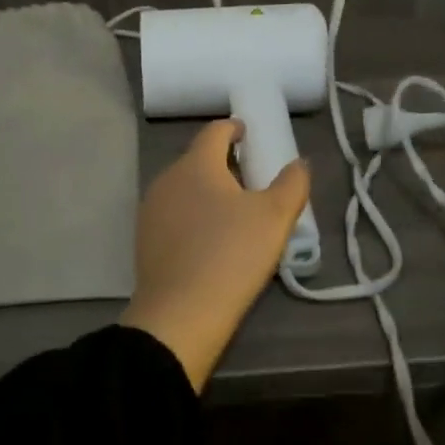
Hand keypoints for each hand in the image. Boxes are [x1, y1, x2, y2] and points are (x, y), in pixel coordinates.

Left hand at [122, 119, 309, 391]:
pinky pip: (174, 216)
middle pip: (198, 160)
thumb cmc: (231, 255)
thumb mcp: (275, 218)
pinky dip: (194, 218)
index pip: (214, 131)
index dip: (234, 128)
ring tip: (233, 212)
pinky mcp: (145, 242)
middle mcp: (167, 180)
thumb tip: (299, 163)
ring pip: (184, 189)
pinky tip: (210, 241)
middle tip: (251, 180)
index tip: (248, 134)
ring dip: (207, 192)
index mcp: (196, 164)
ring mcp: (151, 212)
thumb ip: (292, 183)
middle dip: (223, 164)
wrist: (180, 316)